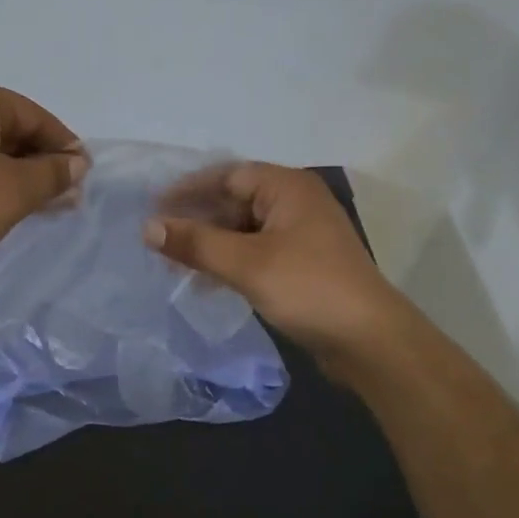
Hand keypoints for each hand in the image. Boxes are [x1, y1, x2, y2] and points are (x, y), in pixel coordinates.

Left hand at [0, 78, 87, 270]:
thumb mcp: (16, 190)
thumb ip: (53, 173)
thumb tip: (78, 163)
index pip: (34, 115)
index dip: (64, 145)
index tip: (83, 174)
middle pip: (9, 129)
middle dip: (40, 162)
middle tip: (65, 195)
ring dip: (16, 174)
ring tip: (39, 205)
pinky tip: (1, 205)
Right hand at [144, 163, 397, 365]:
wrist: (371, 341)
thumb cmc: (308, 287)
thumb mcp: (246, 263)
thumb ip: (195, 243)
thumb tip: (147, 228)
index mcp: (287, 188)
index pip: (227, 175)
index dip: (188, 189)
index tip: (153, 206)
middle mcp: (295, 203)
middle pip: (235, 201)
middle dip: (197, 220)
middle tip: (158, 237)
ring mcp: (301, 235)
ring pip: (243, 229)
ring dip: (210, 244)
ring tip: (174, 264)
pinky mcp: (303, 263)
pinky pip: (256, 251)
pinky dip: (230, 261)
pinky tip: (206, 282)